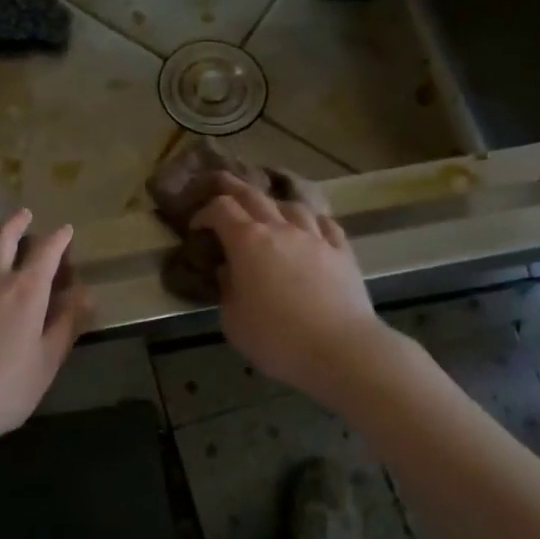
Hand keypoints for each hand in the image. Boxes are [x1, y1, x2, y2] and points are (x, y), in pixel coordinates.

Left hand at [0, 209, 86, 451]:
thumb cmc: (4, 389)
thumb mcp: (47, 361)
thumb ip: (67, 324)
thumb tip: (86, 294)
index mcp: (26, 290)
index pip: (47, 251)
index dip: (59, 238)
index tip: (66, 231)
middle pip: (4, 236)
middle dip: (17, 222)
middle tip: (24, 215)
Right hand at [190, 174, 395, 399]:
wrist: (340, 349)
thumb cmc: (276, 338)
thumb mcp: (233, 320)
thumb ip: (227, 289)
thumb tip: (229, 271)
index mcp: (247, 241)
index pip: (221, 209)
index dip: (205, 212)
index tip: (196, 227)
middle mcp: (280, 229)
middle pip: (253, 195)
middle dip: (232, 189)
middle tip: (221, 189)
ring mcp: (315, 237)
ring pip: (292, 206)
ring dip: (275, 205)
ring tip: (270, 215)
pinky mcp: (342, 252)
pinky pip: (326, 224)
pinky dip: (312, 221)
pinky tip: (311, 228)